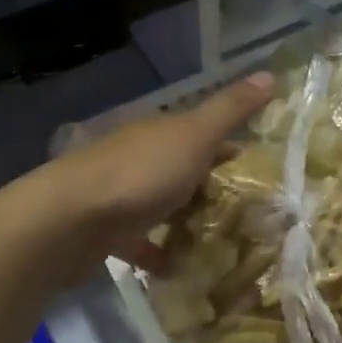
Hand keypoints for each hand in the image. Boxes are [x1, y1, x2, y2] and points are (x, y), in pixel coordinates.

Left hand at [32, 73, 275, 275]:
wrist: (70, 219)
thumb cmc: (140, 173)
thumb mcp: (194, 136)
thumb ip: (230, 110)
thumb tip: (271, 74)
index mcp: (159, 132)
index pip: (200, 132)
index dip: (229, 146)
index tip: (257, 168)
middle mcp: (138, 157)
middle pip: (180, 168)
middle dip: (209, 185)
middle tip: (247, 211)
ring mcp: (119, 193)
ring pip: (160, 203)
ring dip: (183, 218)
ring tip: (220, 242)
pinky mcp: (106, 231)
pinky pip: (139, 241)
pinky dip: (157, 252)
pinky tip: (178, 269)